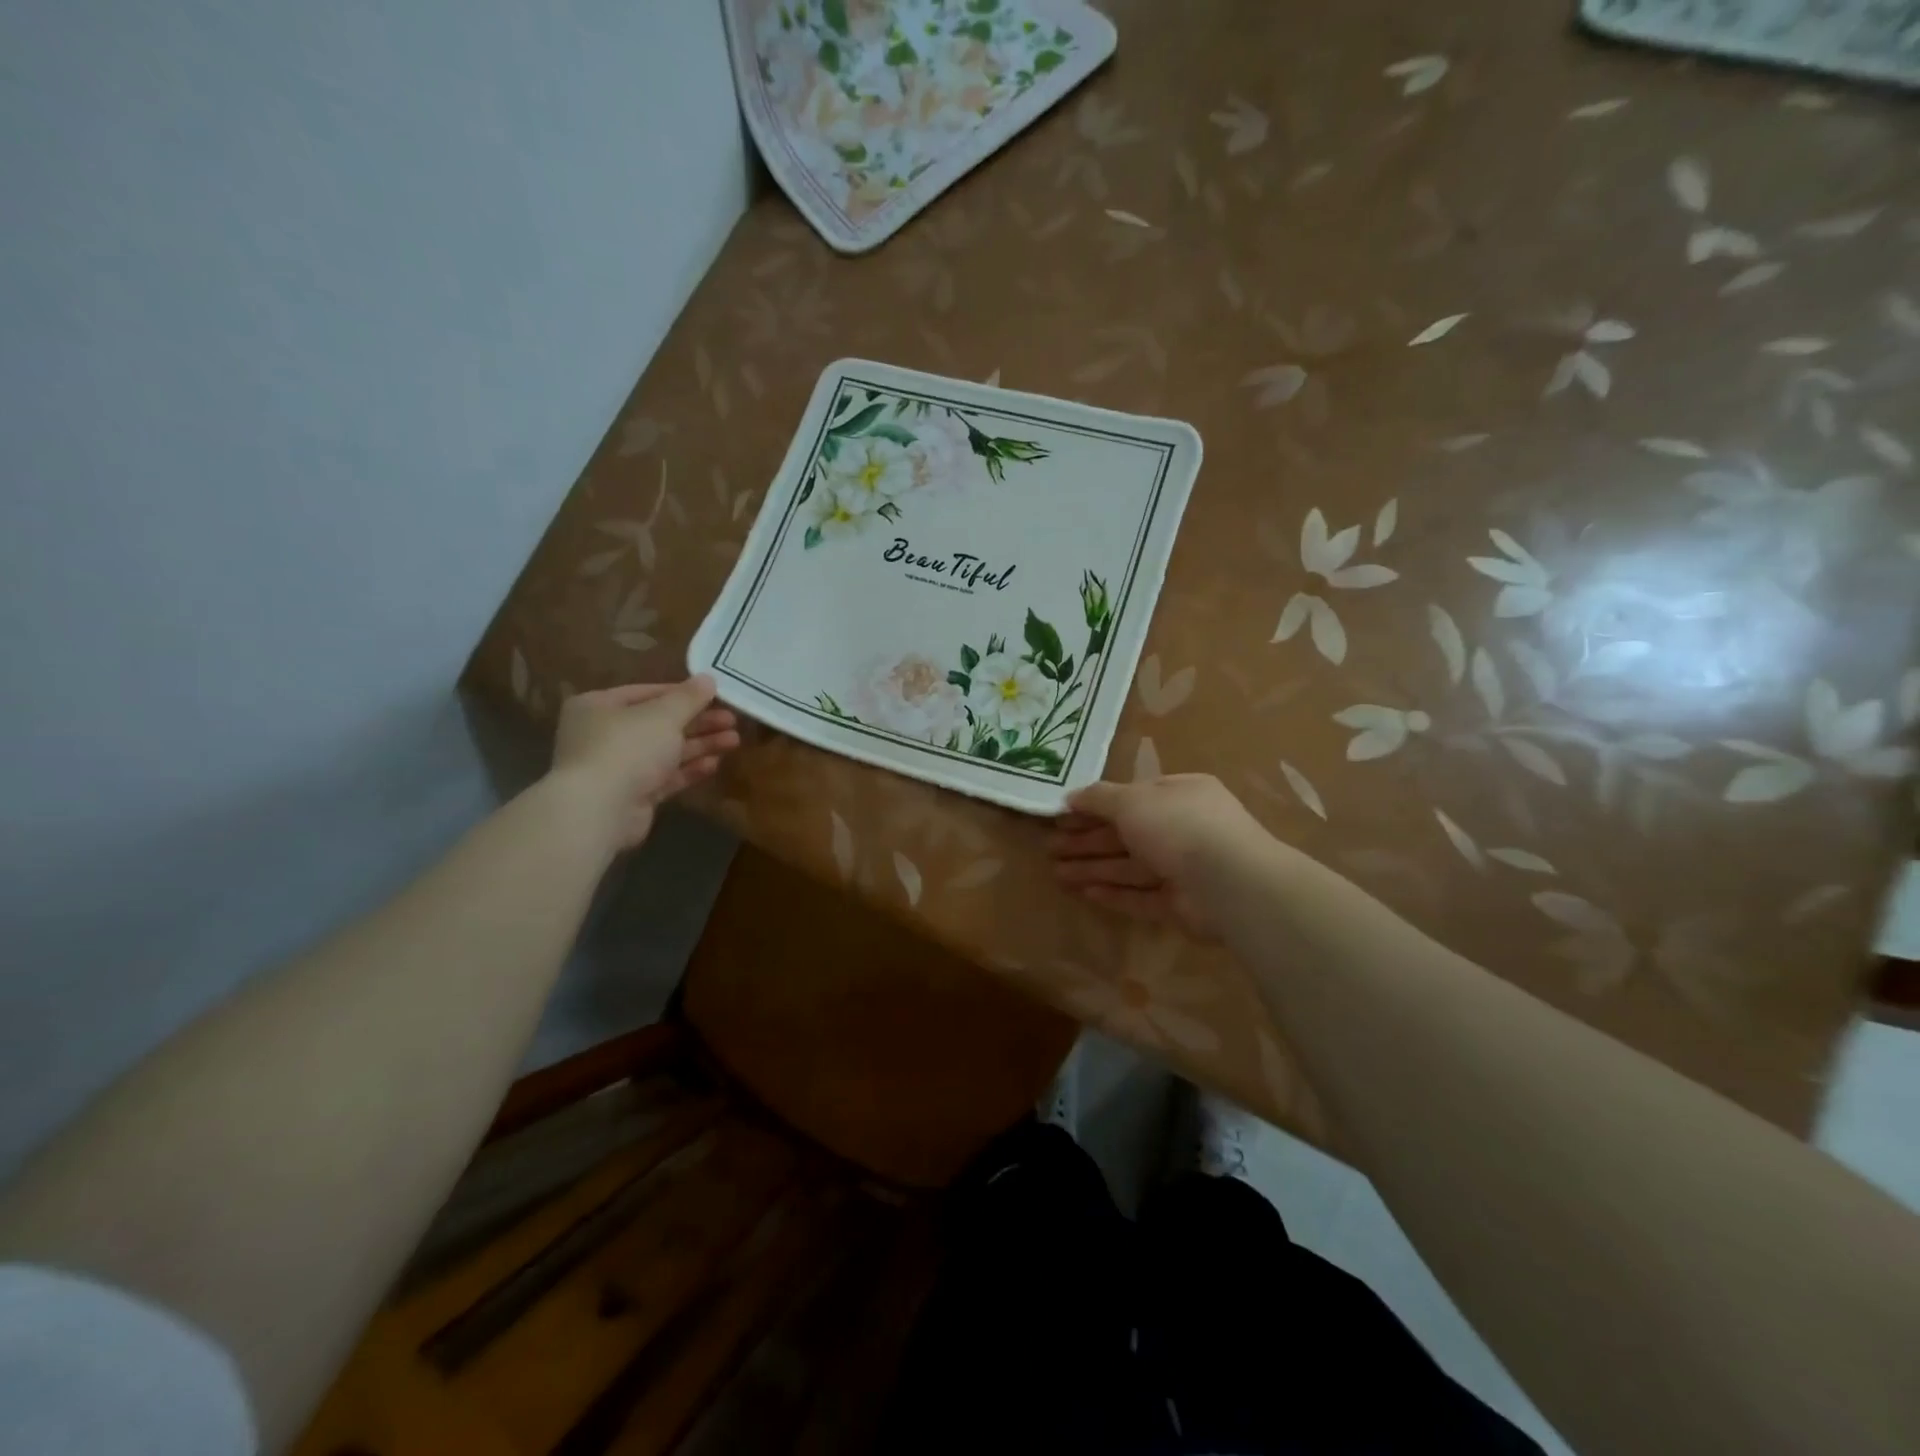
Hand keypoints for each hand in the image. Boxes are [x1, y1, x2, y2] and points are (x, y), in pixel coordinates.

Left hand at [549, 678, 740, 849]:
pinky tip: (714, 764)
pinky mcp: (632, 795)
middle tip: (732, 720)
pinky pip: (664, 777)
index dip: (683, 694)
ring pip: (665, 751)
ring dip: (699, 745)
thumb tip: (709, 678)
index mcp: (600, 706)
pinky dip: (688, 770)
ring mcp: (617, 767)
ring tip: (734, 740)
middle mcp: (604, 734)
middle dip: (698, 722)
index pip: (647, 693)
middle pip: (659, 723)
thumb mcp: (663, 715)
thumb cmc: (627, 748)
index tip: (715, 695)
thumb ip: (689, 698)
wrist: (600, 810)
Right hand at [1050, 773, 1271, 938]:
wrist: (1229, 882)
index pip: (1131, 798)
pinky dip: (1115, 894)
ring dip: (1093, 868)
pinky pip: (1142, 897)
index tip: (1061, 816)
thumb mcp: (1132, 800)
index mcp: (1179, 795)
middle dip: (1087, 841)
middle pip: (1126, 834)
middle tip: (1050, 847)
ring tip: (1056, 873)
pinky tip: (1085, 894)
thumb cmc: (1178, 826)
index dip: (1094, 807)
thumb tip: (1071, 796)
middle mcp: (1182, 829)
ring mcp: (1184, 869)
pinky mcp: (1181, 906)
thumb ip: (1099, 798)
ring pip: (1130, 867)